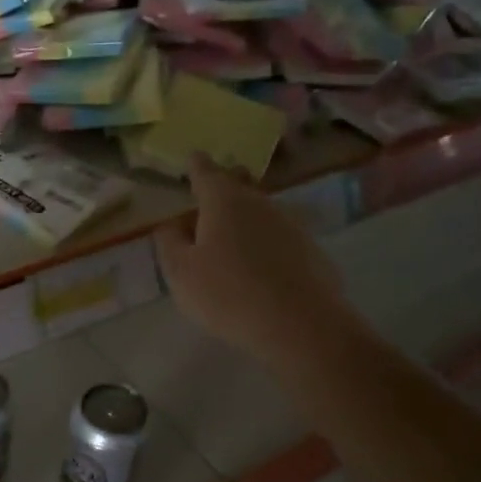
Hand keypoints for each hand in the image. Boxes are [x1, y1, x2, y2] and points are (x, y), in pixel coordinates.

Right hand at [155, 154, 344, 366]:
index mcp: (223, 201)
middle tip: (214, 188)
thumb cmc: (228, 294)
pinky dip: (266, 241)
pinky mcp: (310, 250)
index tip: (193, 158)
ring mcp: (290, 224)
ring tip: (233, 233)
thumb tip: (170, 224)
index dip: (196, 165)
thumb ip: (170, 244)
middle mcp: (259, 203)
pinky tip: (261, 264)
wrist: (300, 324)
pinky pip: (280, 236)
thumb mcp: (181, 273)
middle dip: (226, 182)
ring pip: (262, 210)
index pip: (206, 172)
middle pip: (240, 184)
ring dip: (246, 216)